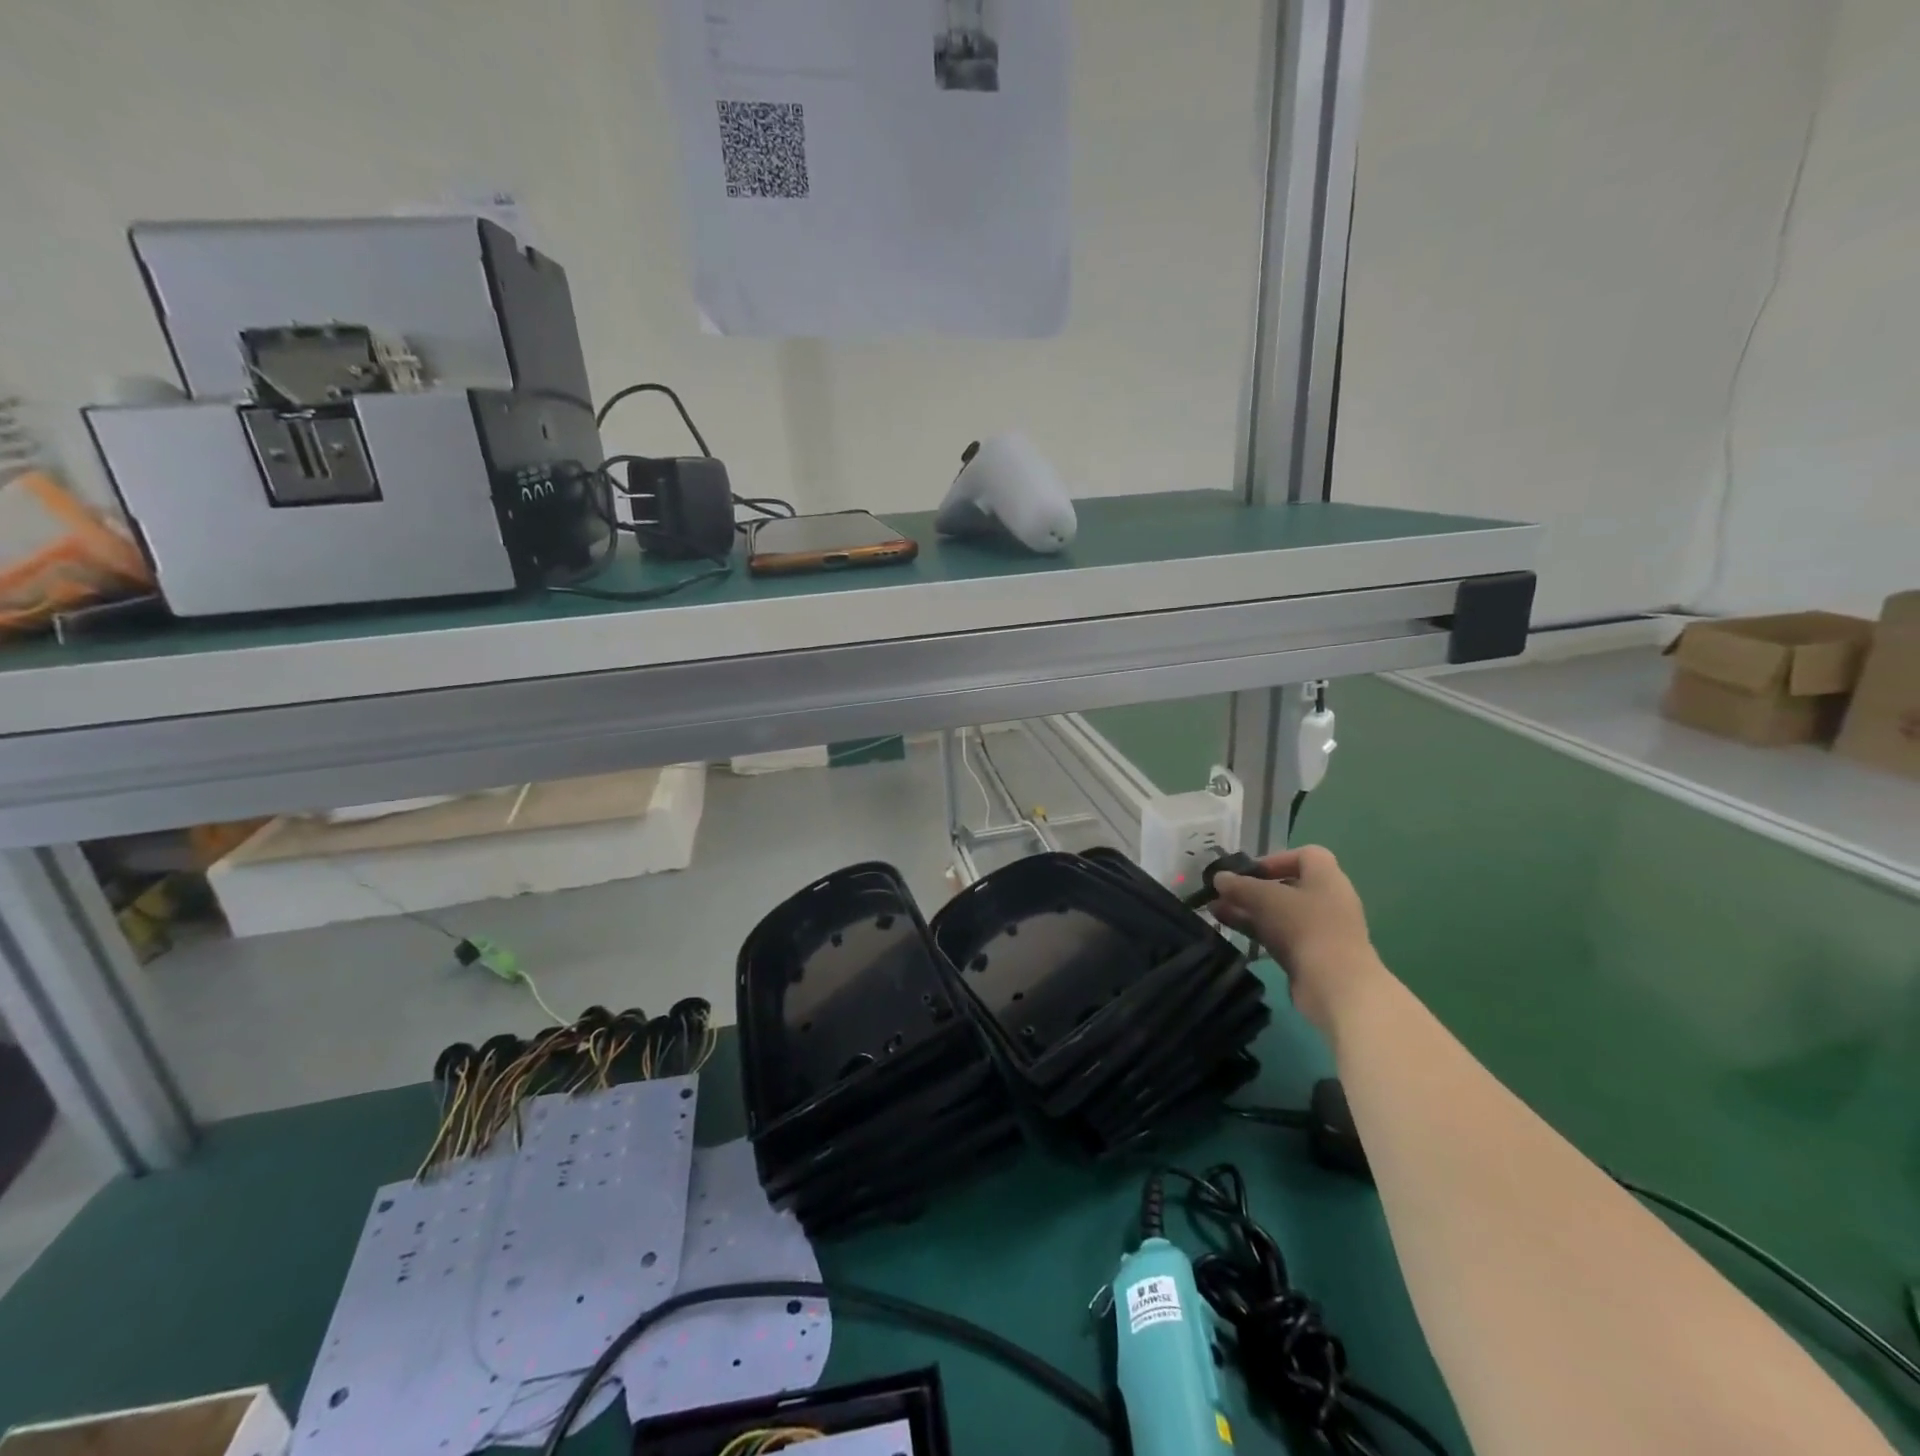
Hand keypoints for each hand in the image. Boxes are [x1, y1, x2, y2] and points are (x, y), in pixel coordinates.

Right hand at [1210, 846, 1383, 1032]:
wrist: (1336, 985)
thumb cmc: (1305, 926)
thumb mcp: (1265, 898)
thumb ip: (1239, 885)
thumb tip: (1219, 878)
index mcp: (1327, 877)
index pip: (1306, 855)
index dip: (1276, 859)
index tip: (1249, 871)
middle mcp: (1328, 900)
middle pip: (1288, 886)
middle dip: (1253, 888)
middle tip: (1224, 893)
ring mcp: (1322, 930)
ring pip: (1280, 912)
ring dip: (1249, 909)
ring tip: (1215, 910)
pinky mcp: (1313, 956)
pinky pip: (1281, 935)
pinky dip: (1257, 929)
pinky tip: (1229, 928)